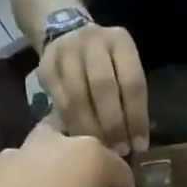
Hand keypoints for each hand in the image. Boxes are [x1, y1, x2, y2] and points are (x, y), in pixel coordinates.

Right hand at [40, 23, 149, 154]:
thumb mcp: (124, 69)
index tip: (139, 146)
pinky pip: (60, 103)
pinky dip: (72, 126)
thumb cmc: (106, 63)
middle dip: (113, 125)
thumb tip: (136, 144)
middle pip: (104, 87)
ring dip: (91, 129)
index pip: (132, 82)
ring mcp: (66, 52)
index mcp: (120, 41)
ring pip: (78, 97)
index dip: (137, 117)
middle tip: (118, 152)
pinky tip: (81, 142)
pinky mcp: (46, 68)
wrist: (67, 35)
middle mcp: (92, 41)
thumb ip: (130, 99)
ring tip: (100, 150)